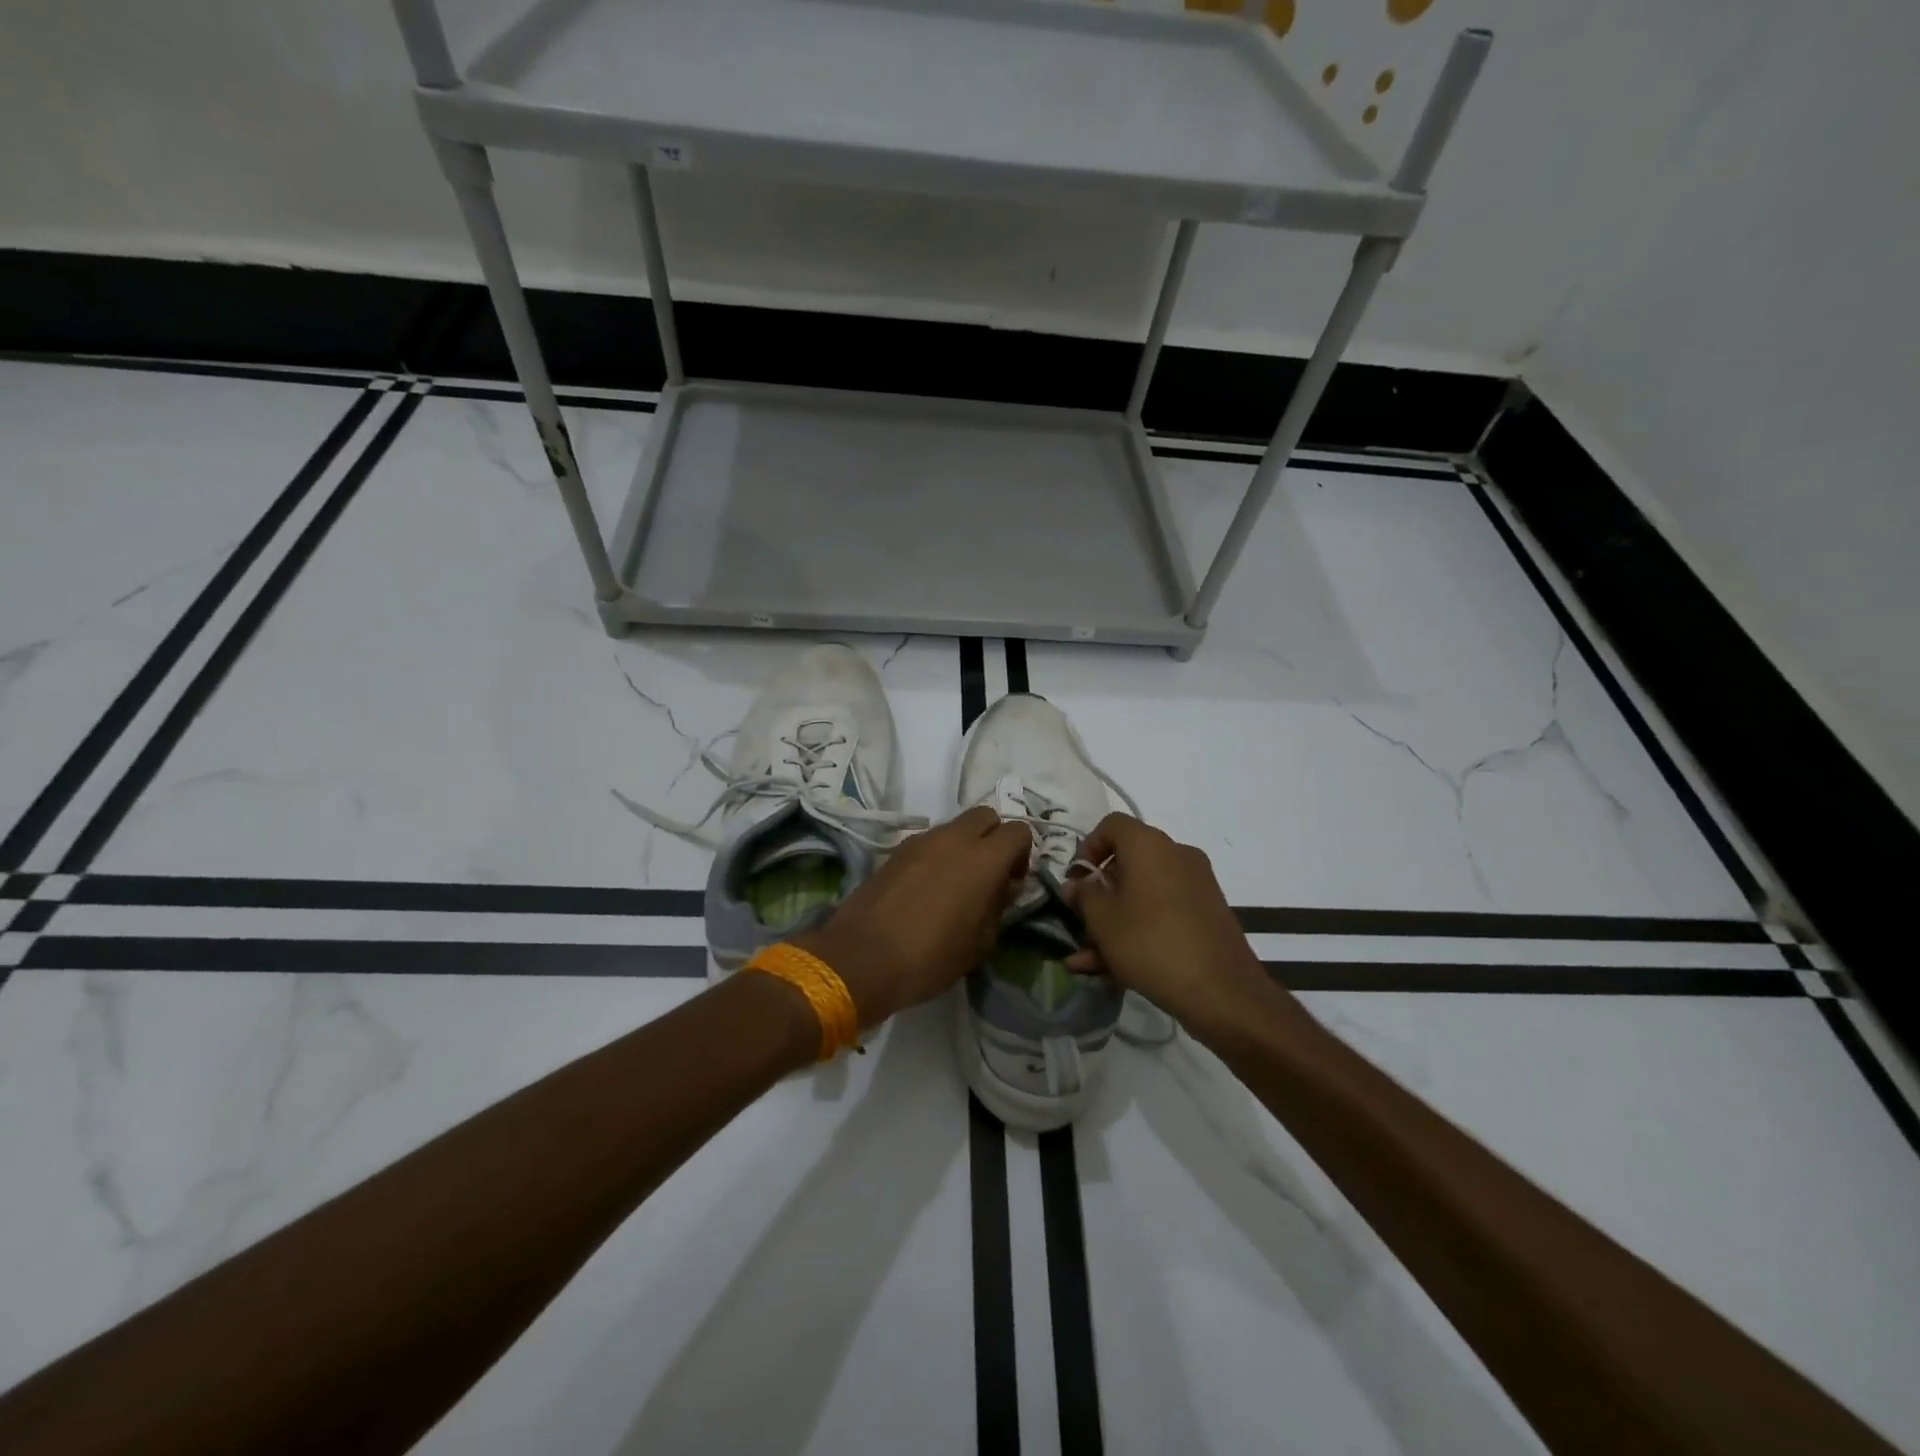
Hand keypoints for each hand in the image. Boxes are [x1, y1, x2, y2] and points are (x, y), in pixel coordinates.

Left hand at [791, 806, 1031, 1026]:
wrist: (861, 958)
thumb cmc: (930, 958)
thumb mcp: (979, 943)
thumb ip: (998, 906)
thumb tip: (1003, 886)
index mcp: (983, 859)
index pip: (1018, 831)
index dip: (1021, 854)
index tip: (1011, 883)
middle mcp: (954, 838)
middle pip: (985, 816)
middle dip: (993, 838)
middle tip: (988, 875)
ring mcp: (921, 840)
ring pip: (955, 827)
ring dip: (963, 846)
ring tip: (955, 885)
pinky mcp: (896, 850)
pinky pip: (929, 841)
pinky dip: (937, 855)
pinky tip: (927, 889)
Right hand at [1061, 814, 1276, 1036]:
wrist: (1223, 991)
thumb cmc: (1151, 943)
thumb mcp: (1102, 920)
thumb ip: (1083, 896)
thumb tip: (1076, 885)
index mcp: (1149, 845)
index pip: (1112, 825)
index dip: (1087, 849)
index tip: (1076, 881)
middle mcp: (1176, 854)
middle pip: (1128, 862)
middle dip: (1100, 893)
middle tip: (1081, 921)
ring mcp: (1196, 884)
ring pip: (1143, 893)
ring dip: (1115, 919)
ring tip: (1088, 957)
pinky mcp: (1207, 913)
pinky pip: (1163, 911)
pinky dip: (1140, 929)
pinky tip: (1113, 968)